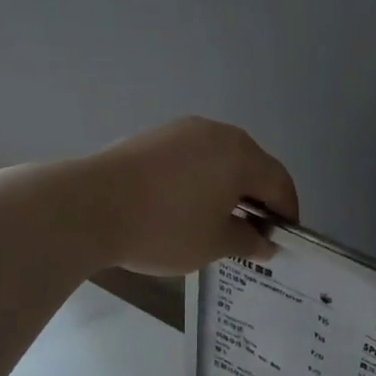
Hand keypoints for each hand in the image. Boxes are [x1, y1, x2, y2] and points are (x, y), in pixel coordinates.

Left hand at [86, 117, 297, 274]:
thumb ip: (248, 241)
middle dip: (258, 200)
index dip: (287, 214)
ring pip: (221, 161)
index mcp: (241, 156)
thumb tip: (265, 243)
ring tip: (220, 223)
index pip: (280, 184)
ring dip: (230, 189)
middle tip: (253, 235)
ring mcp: (182, 131)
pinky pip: (193, 159)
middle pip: (252, 167)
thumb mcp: (214, 244)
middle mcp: (217, 134)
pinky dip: (202, 181)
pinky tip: (188, 207)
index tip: (282, 241)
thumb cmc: (164, 228)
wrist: (88, 207)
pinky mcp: (154, 137)